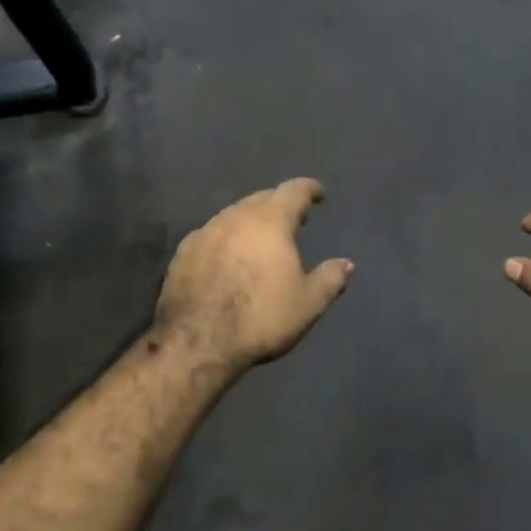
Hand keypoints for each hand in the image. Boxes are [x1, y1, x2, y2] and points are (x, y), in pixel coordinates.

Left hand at [155, 179, 354, 374]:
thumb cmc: (260, 317)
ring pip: (234, 215)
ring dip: (250, 221)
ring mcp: (205, 231)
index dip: (309, 189)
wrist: (197, 341)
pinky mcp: (183, 252)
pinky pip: (212, 234)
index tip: (318, 193)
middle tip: (292, 219)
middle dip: (279, 204)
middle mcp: (236, 216)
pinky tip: (228, 258)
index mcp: (270, 221)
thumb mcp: (308, 303)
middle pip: (262, 198)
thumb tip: (347, 264)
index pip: (293, 191)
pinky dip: (226, 239)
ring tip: (261, 238)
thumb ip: (330, 279)